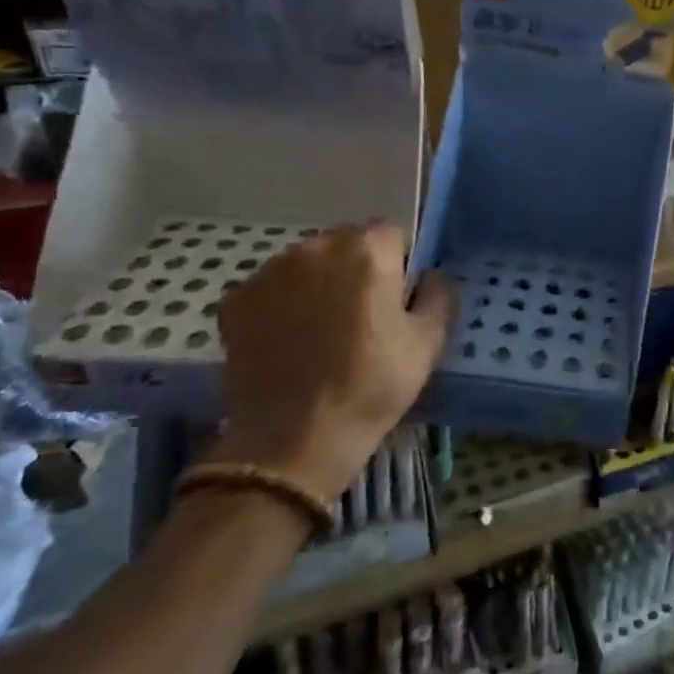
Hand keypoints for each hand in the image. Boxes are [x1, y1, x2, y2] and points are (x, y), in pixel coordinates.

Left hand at [215, 224, 452, 501]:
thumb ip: (439, 294)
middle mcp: (315, 248)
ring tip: (323, 333)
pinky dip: (283, 306)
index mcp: (368, 251)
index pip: (394, 234)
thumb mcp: (429, 341)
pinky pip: (272, 289)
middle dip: (358, 269)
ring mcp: (268, 272)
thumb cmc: (373, 384)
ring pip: (307, 264)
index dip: (401, 265)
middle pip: (347, 243)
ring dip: (319, 284)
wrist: (294, 438)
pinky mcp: (235, 300)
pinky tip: (290, 343)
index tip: (398, 300)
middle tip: (364, 318)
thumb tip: (428, 276)